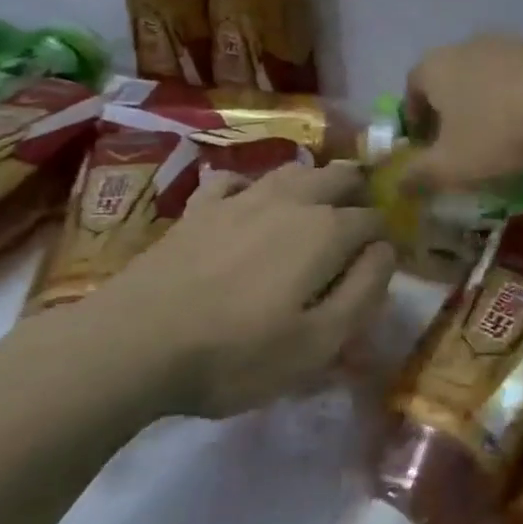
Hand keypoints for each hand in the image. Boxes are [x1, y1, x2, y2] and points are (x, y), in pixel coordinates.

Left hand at [72, 161, 393, 420]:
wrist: (136, 342)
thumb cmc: (237, 353)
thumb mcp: (319, 343)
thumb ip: (364, 292)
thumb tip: (386, 250)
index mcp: (326, 230)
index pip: (374, 219)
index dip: (386, 236)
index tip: (384, 259)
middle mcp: (291, 200)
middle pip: (339, 177)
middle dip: (358, 192)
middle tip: (359, 220)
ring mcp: (241, 198)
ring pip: (292, 171)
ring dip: (314, 182)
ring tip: (317, 204)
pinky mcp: (200, 208)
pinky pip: (234, 181)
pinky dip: (251, 188)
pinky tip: (246, 204)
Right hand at [403, 35, 522, 192]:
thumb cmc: (497, 132)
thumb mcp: (451, 165)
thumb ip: (418, 175)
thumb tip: (397, 185)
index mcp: (435, 66)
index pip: (412, 88)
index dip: (415, 119)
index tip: (425, 146)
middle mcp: (467, 46)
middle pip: (449, 78)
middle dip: (450, 111)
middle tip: (460, 144)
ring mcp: (508, 43)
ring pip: (486, 76)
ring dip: (486, 102)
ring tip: (500, 136)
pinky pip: (520, 77)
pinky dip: (519, 97)